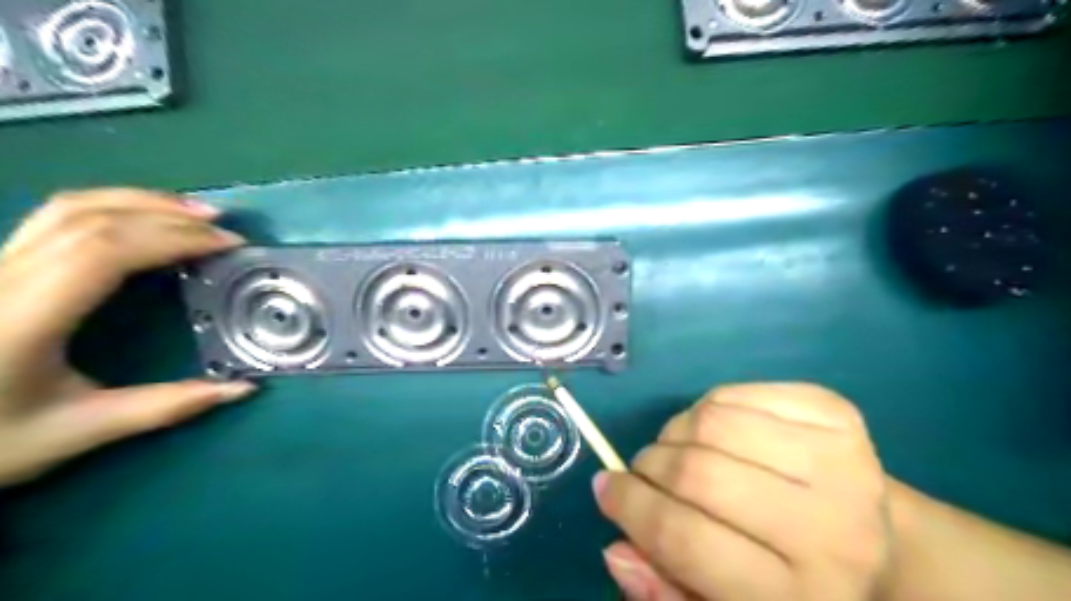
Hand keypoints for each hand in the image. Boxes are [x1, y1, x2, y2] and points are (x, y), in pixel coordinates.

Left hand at [0, 191, 253, 486]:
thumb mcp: (79, 431)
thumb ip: (165, 406)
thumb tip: (242, 389)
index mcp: (23, 317)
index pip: (104, 252)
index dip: (173, 238)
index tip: (227, 246)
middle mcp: (2, 278)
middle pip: (92, 219)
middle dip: (168, 216)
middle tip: (223, 228)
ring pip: (68, 207)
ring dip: (140, 201)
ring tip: (193, 210)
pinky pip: (56, 217)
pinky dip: (111, 207)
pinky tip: (142, 217)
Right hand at [598, 385, 892, 600]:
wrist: (883, 547)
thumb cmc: (793, 584)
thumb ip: (666, 590)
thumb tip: (616, 547)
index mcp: (800, 596)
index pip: (685, 538)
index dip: (631, 507)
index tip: (606, 489)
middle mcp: (829, 528)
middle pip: (697, 473)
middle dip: (649, 467)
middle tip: (642, 471)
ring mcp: (840, 461)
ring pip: (712, 421)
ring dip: (676, 432)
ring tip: (679, 450)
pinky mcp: (836, 414)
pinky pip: (737, 393)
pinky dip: (708, 407)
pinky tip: (716, 431)